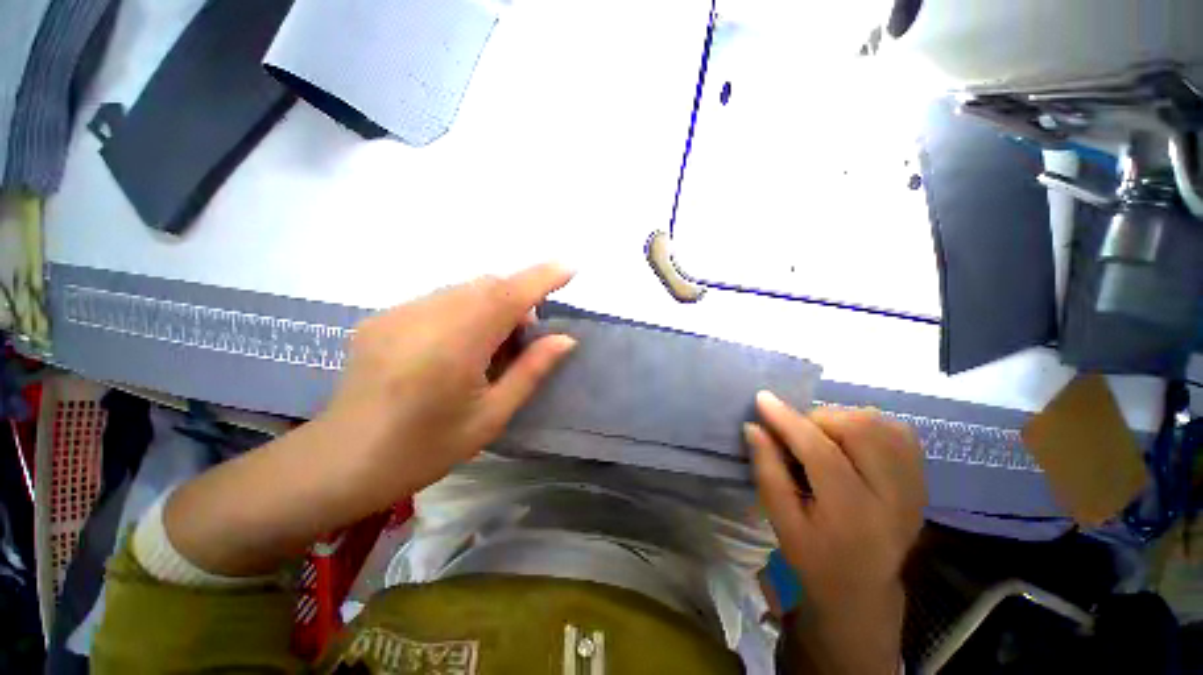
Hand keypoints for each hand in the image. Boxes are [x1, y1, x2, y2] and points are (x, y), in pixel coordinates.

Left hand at [319, 263, 577, 506]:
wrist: (342, 462)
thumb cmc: (425, 448)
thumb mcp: (491, 416)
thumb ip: (531, 370)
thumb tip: (565, 339)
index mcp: (455, 345)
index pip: (508, 295)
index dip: (542, 278)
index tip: (570, 269)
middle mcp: (425, 316)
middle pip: (486, 285)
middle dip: (517, 300)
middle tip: (523, 339)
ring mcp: (398, 313)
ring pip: (463, 290)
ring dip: (490, 306)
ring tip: (488, 347)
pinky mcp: (382, 317)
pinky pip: (438, 299)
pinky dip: (463, 311)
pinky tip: (453, 347)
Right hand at [745, 392, 925, 673]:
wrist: (864, 589)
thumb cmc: (815, 558)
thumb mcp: (781, 522)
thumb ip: (767, 471)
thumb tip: (754, 427)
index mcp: (852, 515)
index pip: (821, 452)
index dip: (788, 420)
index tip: (762, 399)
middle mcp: (893, 497)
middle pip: (860, 430)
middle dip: (818, 419)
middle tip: (797, 433)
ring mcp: (915, 487)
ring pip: (881, 424)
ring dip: (842, 419)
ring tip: (822, 437)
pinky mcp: (921, 479)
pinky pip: (898, 432)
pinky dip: (869, 424)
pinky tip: (850, 440)